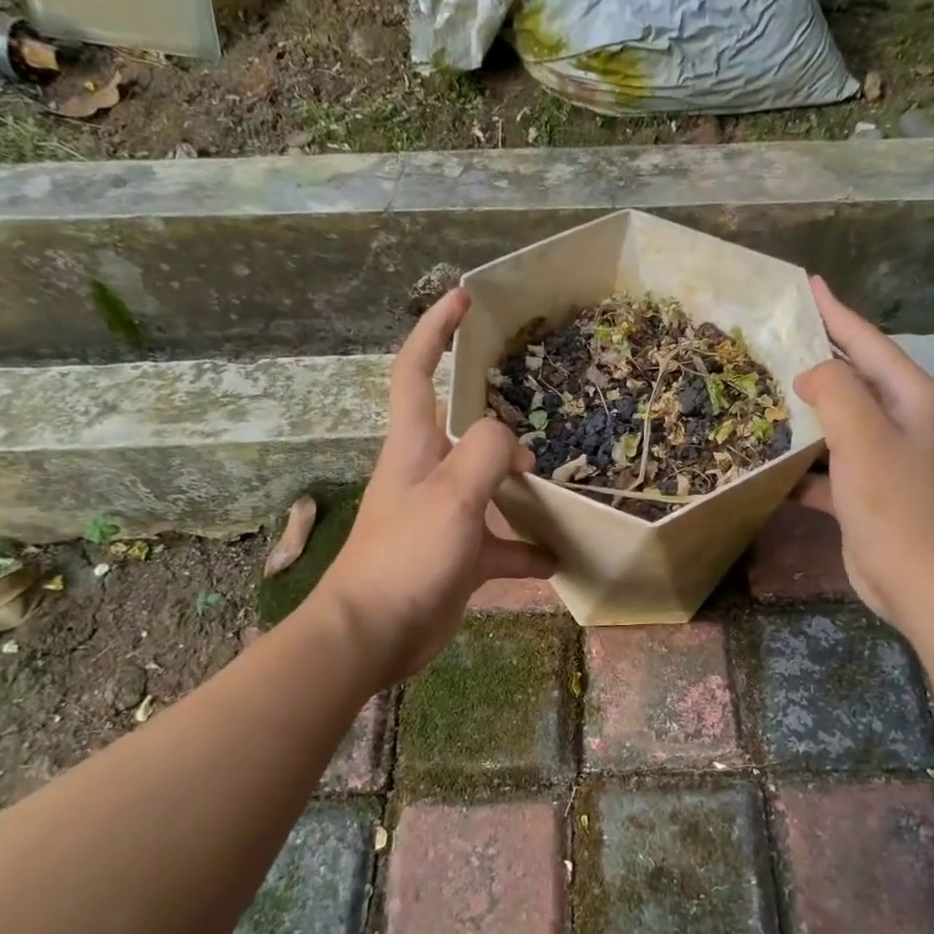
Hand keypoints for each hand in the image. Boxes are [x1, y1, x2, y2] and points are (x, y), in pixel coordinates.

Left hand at [310, 289, 555, 686]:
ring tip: (559, 481)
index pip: (417, 372)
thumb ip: (486, 453)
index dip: (435, 331)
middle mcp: (427, 473)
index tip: (463, 299)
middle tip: (539, 405)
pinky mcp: (456, 556)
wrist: (373, 634)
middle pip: (462, 427)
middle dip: (495, 411)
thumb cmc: (406, 556)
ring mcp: (443, 516)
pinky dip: (527, 549)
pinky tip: (558, 557)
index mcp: (414, 446)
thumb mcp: (452, 495)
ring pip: (489, 487)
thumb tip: (513, 440)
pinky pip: (500, 544)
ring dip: (521, 485)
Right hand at [792, 276, 933, 626]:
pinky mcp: (869, 493)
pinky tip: (769, 467)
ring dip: (806, 414)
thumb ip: (835, 391)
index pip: (869, 343)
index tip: (809, 285)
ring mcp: (890, 460)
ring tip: (765, 396)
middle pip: (855, 380)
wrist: (918, 581)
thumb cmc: (893, 503)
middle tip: (777, 340)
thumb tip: (811, 375)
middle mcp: (906, 422)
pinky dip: (804, 466)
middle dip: (818, 360)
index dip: (837, 312)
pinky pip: (831, 467)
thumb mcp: (863, 436)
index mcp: (913, 399)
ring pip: (841, 424)